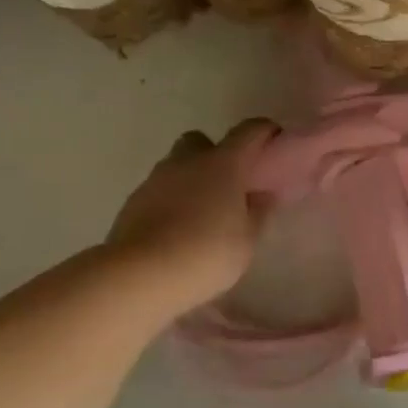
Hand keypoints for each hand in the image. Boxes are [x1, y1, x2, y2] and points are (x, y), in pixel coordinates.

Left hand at [107, 119, 277, 313]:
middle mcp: (188, 161)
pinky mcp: (133, 201)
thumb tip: (262, 194)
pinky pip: (159, 191)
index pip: (248, 132)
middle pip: (202, 141)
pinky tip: (177, 230)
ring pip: (177, 167)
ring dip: (191, 180)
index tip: (274, 143)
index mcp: (223, 164)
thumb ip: (258, 213)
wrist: (140, 275)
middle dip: (215, 155)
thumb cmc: (206, 254)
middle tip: (229, 184)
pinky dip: (171, 201)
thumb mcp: (246, 240)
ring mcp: (156, 179)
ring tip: (202, 214)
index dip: (264, 132)